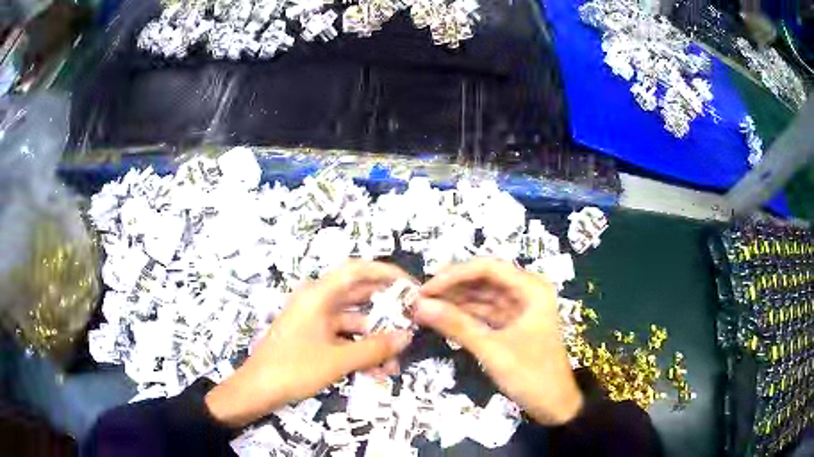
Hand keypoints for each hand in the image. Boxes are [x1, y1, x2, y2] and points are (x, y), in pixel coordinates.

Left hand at [206, 261, 414, 427]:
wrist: (257, 390)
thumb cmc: (294, 369)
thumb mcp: (338, 360)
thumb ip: (375, 348)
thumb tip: (407, 337)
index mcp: (318, 294)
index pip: (358, 270)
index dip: (387, 274)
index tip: (411, 287)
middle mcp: (316, 300)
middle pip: (358, 296)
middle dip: (386, 313)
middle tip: (412, 323)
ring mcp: (313, 319)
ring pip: (353, 321)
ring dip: (374, 340)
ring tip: (394, 364)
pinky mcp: (312, 336)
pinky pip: (342, 336)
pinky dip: (359, 349)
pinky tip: (376, 370)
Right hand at [413, 258, 582, 424]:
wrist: (555, 405)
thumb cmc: (531, 375)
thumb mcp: (493, 350)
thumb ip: (457, 325)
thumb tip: (419, 305)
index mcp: (531, 289)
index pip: (487, 268)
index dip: (453, 274)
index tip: (424, 289)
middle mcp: (527, 291)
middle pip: (484, 279)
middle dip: (452, 287)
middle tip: (418, 298)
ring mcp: (520, 308)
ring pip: (482, 296)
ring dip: (455, 301)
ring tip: (423, 308)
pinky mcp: (513, 324)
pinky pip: (485, 313)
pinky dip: (465, 316)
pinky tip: (442, 318)